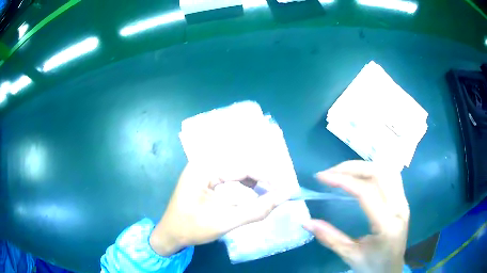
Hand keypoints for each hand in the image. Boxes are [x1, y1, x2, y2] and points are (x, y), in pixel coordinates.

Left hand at [149, 163, 286, 255]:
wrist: (170, 235)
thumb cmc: (192, 228)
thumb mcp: (226, 221)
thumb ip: (256, 210)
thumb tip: (282, 197)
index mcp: (203, 169)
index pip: (242, 167)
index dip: (266, 177)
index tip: (283, 188)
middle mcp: (203, 164)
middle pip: (239, 165)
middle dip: (261, 177)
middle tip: (278, 190)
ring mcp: (202, 170)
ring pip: (235, 169)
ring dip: (254, 179)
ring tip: (269, 190)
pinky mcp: (204, 178)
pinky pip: (229, 175)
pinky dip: (244, 183)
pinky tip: (253, 190)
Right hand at [303, 160, 409, 272]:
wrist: (391, 270)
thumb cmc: (372, 266)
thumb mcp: (349, 255)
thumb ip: (329, 237)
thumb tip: (306, 222)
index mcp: (387, 226)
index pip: (367, 193)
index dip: (344, 180)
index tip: (322, 177)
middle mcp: (399, 208)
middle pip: (379, 174)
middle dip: (353, 168)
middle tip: (331, 172)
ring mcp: (404, 202)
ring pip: (387, 170)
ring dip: (364, 166)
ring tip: (344, 171)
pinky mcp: (403, 201)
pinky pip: (391, 176)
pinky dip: (374, 171)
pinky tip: (362, 176)